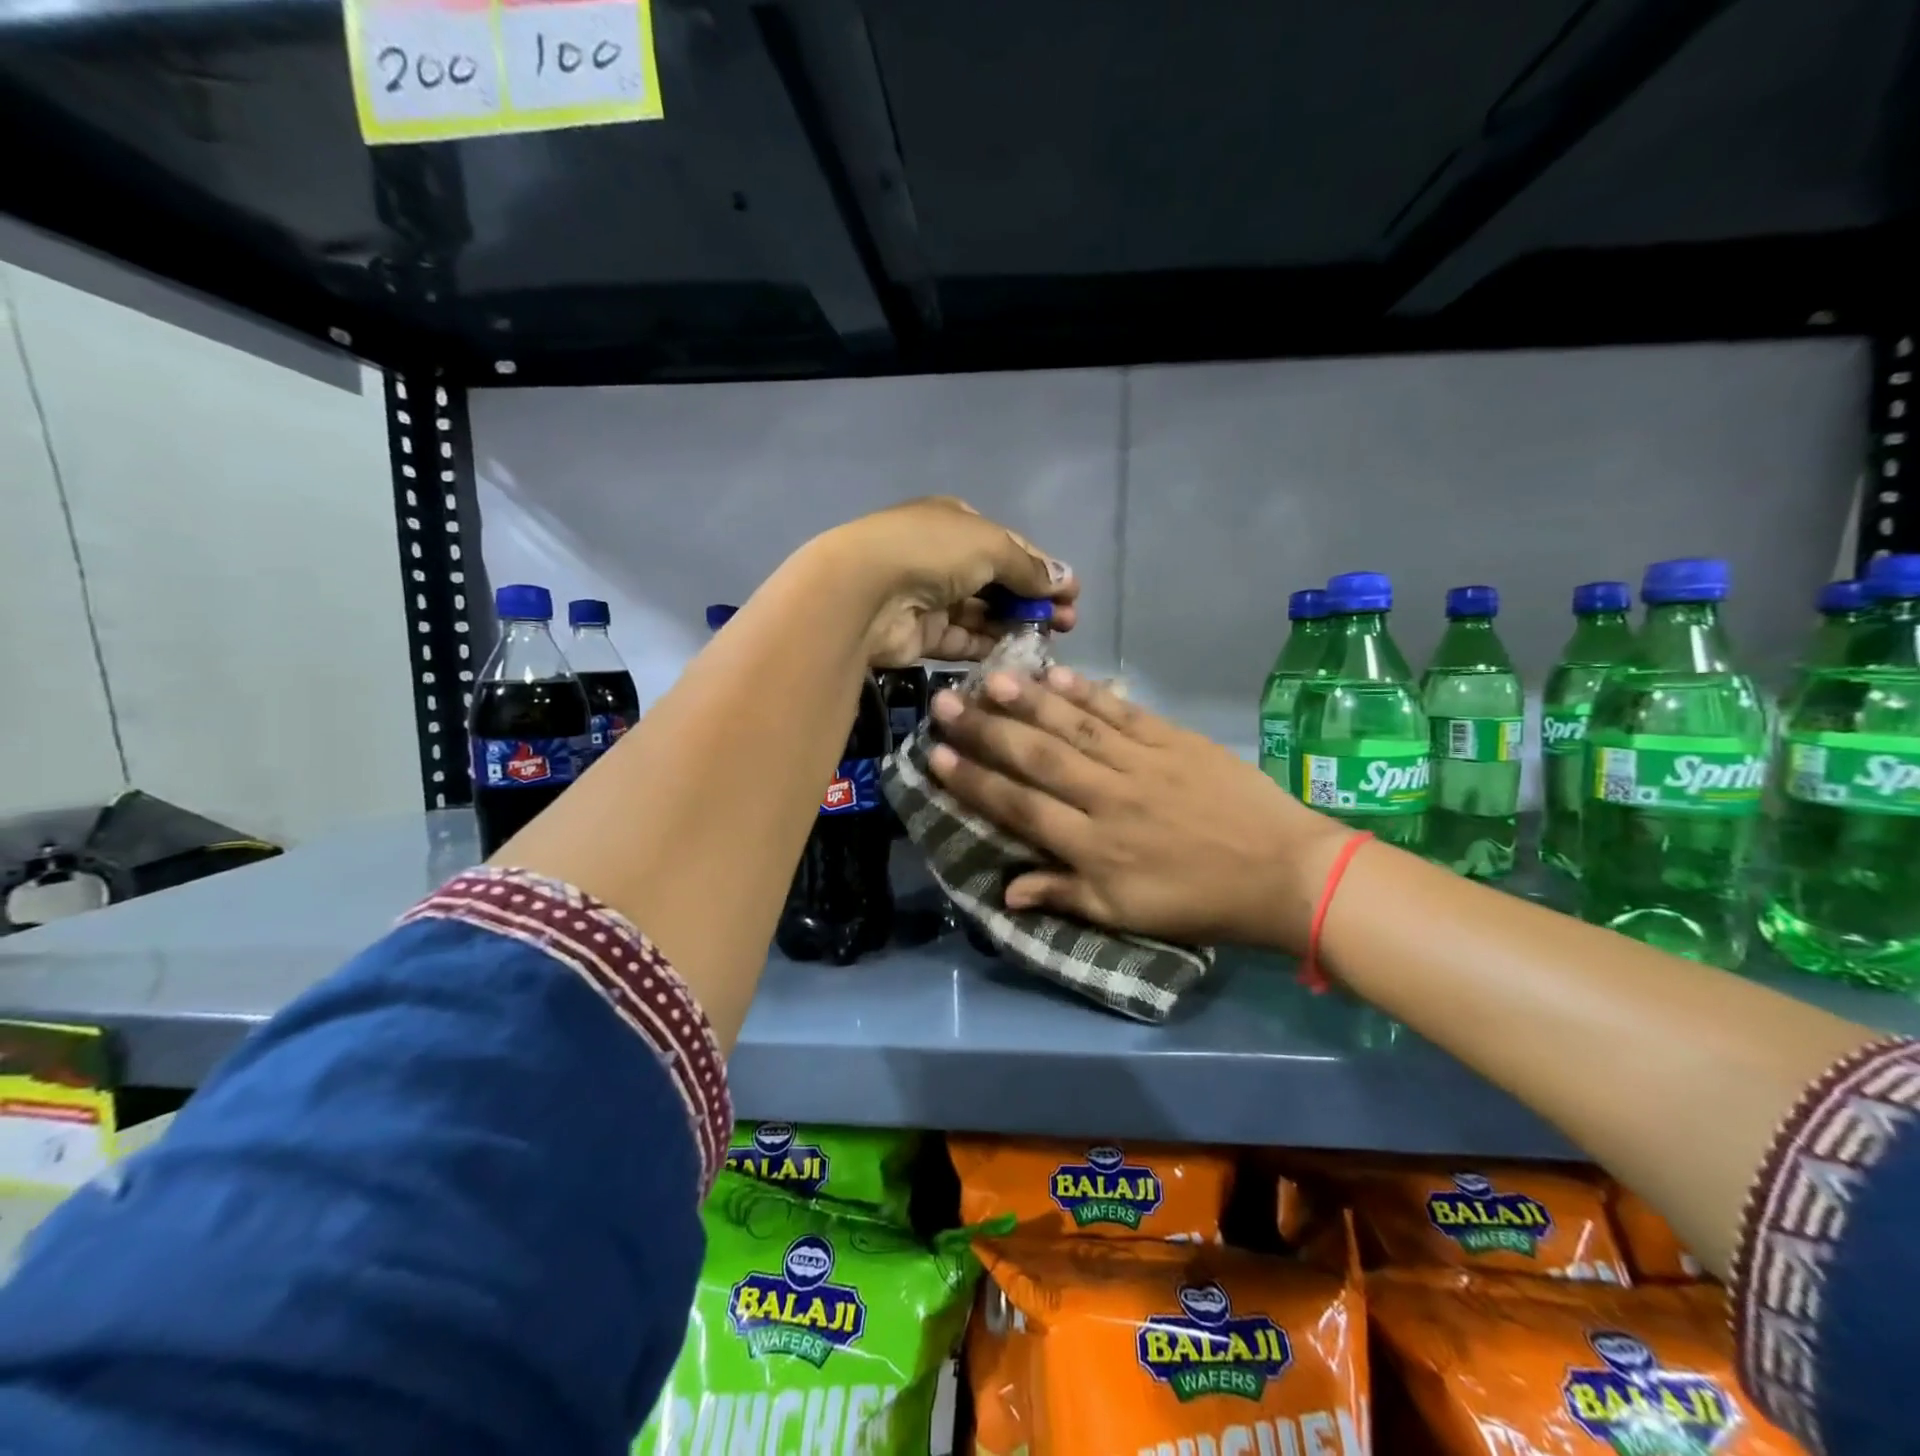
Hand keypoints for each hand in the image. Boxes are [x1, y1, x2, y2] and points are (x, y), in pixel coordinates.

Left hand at [816, 498, 1077, 666]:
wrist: (865, 590)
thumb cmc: (932, 552)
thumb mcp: (990, 546)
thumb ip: (1028, 567)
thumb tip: (1065, 580)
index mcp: (956, 524)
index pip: (1010, 547)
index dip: (1043, 570)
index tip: (1072, 595)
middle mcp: (943, 558)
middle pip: (998, 583)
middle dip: (1034, 601)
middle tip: (1067, 624)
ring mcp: (930, 598)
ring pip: (982, 614)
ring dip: (1015, 625)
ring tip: (1049, 642)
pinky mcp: (922, 635)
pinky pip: (963, 641)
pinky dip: (988, 646)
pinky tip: (1017, 656)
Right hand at [925, 667, 1352, 949]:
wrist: (1285, 873)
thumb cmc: (1201, 902)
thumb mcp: (1128, 916)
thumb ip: (1064, 896)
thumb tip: (1004, 889)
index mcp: (1095, 847)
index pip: (1021, 807)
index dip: (975, 782)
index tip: (935, 757)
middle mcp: (1108, 797)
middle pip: (1037, 758)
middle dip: (986, 731)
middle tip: (945, 704)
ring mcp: (1142, 763)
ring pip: (1074, 727)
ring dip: (1029, 701)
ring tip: (989, 679)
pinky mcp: (1174, 740)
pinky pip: (1122, 712)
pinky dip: (1087, 692)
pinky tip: (1055, 674)